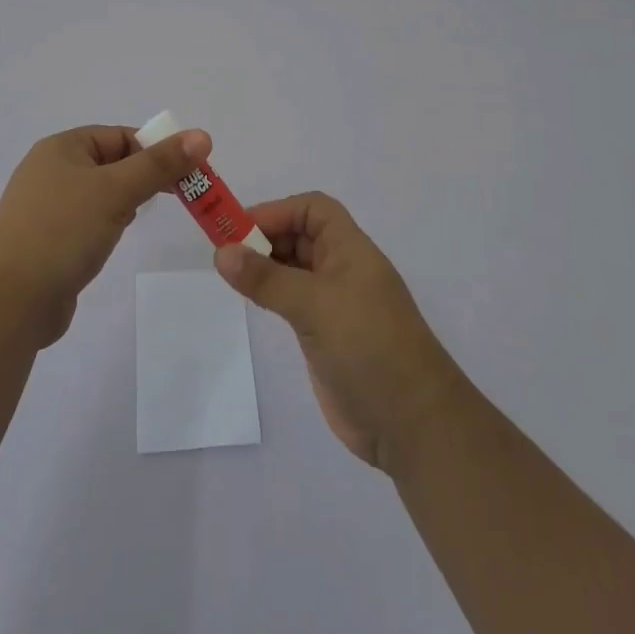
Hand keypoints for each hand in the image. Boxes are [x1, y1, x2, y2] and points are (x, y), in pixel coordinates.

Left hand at [0, 124, 209, 346]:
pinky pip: (86, 223)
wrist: (9, 301)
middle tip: (174, 198)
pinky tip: (111, 243)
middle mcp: (51, 171)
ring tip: (136, 221)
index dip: (153, 150)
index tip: (184, 174)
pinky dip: (105, 228)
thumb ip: (159, 164)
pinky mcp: (48, 243)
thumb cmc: (62, 230)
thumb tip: (202, 135)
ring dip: (124, 204)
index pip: (119, 137)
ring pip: (100, 195)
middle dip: (142, 178)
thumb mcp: (116, 190)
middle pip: (111, 164)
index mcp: (61, 148)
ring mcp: (46, 209)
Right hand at [215, 191, 465, 471]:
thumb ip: (267, 279)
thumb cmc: (369, 346)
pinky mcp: (326, 335)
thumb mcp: (315, 305)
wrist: (412, 424)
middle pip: (300, 236)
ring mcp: (335, 303)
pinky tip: (251, 300)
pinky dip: (271, 293)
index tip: (241, 228)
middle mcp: (343, 269)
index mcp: (350, 249)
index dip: (278, 211)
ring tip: (231, 274)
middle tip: (225, 251)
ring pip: (294, 269)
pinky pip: (293, 300)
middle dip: (265, 236)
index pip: (313, 209)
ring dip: (265, 265)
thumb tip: (222, 252)